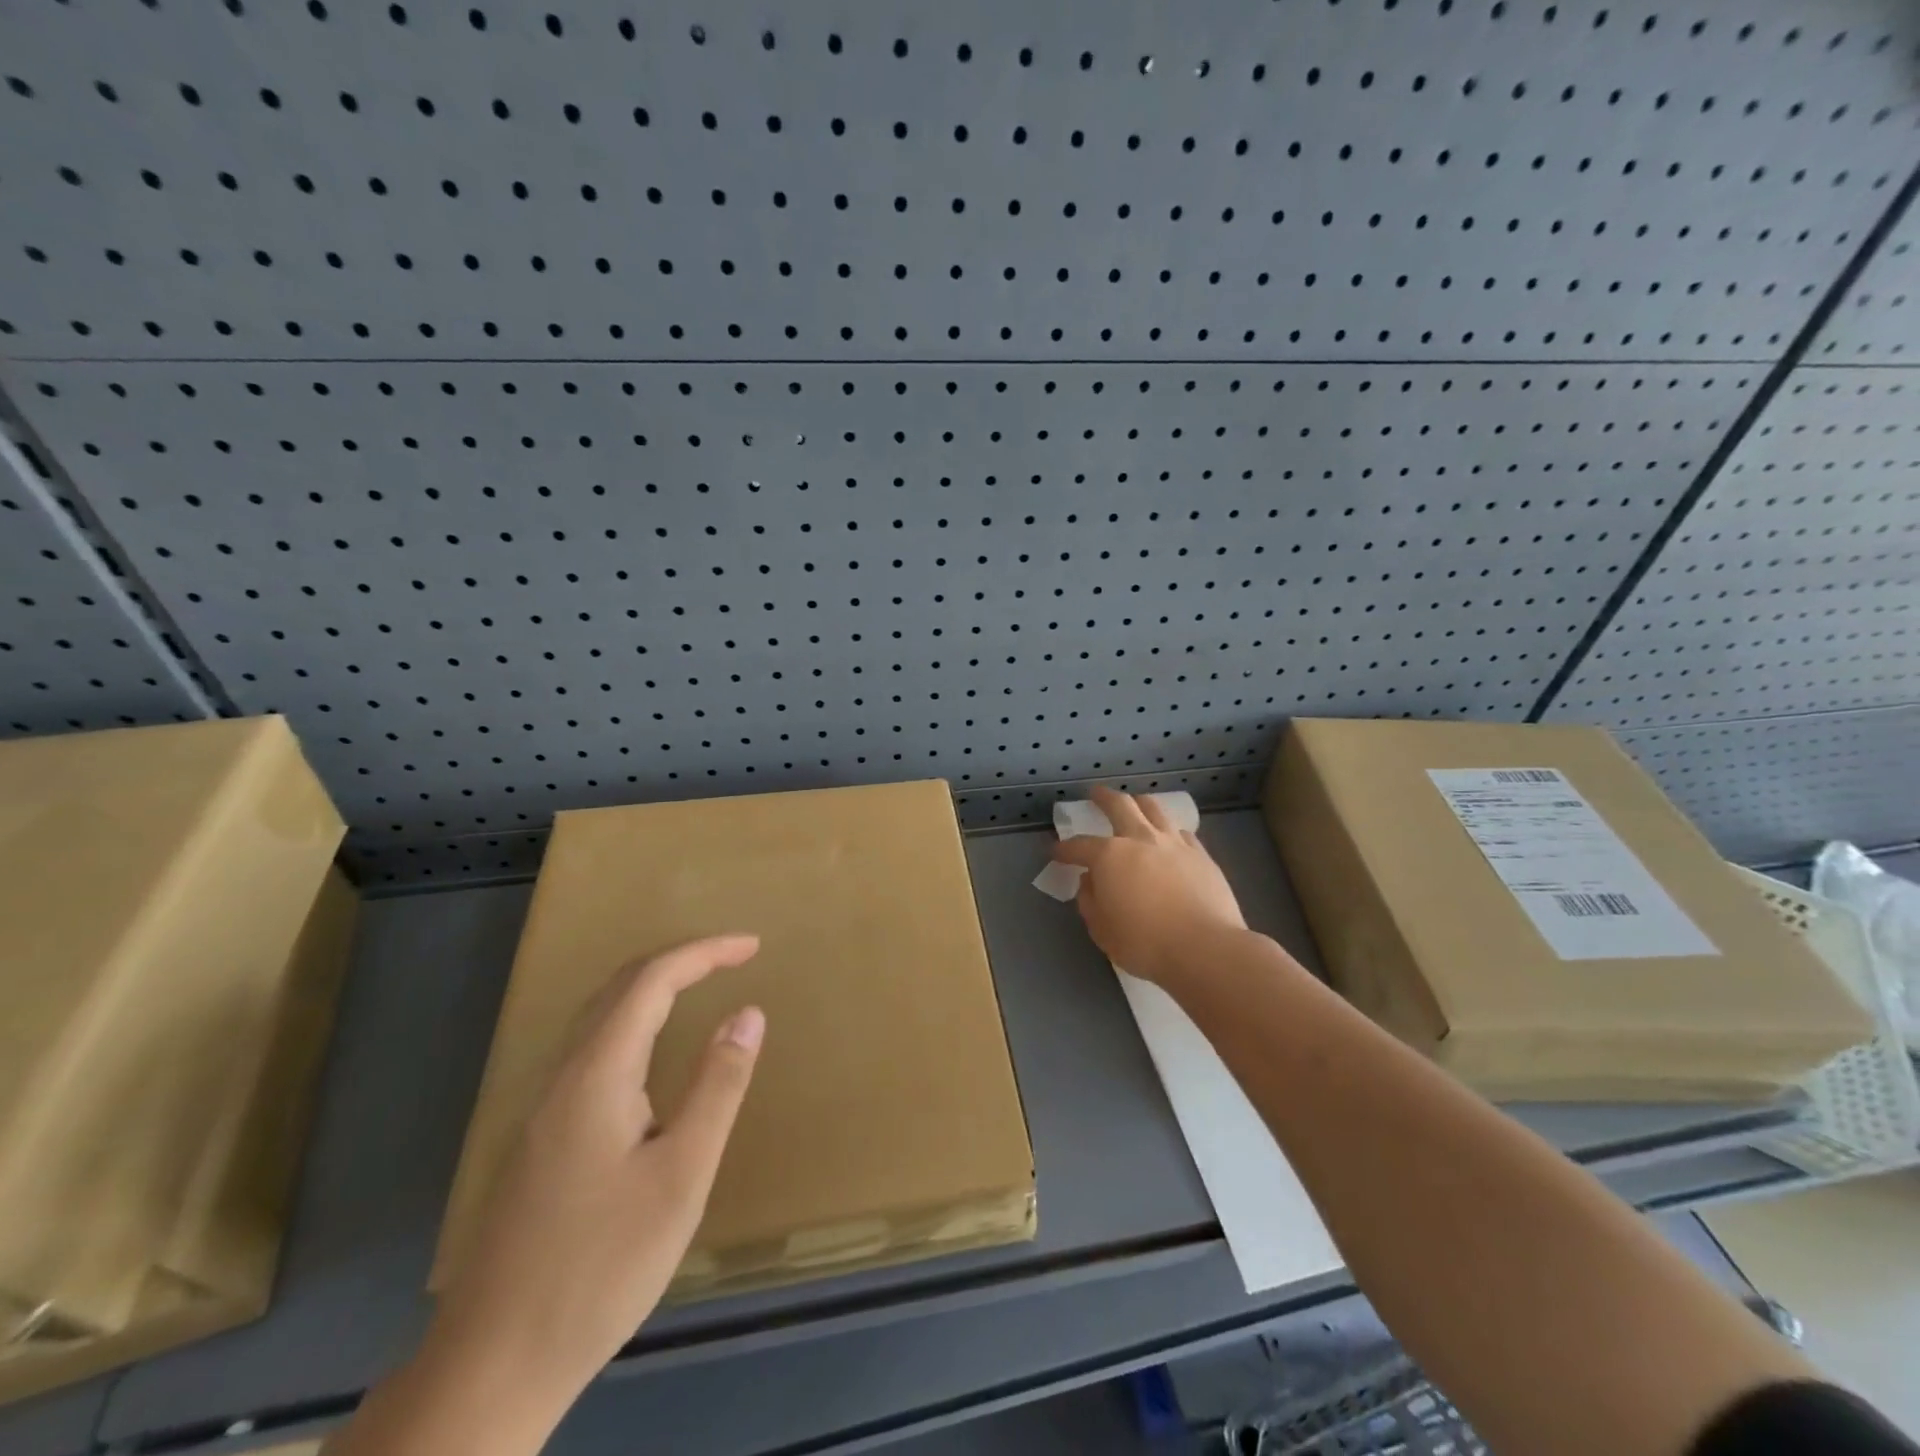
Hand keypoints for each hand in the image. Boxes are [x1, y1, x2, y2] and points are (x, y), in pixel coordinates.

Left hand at [428, 934, 765, 1409]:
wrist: (490, 1367)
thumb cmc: (601, 1267)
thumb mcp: (681, 1176)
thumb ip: (717, 1086)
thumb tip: (748, 1012)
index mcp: (598, 1074)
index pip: (653, 980)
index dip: (705, 952)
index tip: (753, 946)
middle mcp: (563, 1077)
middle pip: (620, 987)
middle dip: (680, 959)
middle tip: (734, 957)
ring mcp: (542, 1110)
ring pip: (599, 1018)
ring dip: (653, 987)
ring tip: (700, 986)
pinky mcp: (539, 1140)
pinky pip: (591, 1050)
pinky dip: (633, 1021)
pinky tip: (649, 1054)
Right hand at [1050, 787, 1246, 985]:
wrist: (1204, 948)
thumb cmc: (1145, 942)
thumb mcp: (1102, 929)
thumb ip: (1090, 901)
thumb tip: (1090, 881)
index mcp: (1109, 856)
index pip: (1079, 846)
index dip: (1064, 849)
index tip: (1055, 852)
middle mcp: (1140, 839)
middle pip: (1119, 805)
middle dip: (1103, 798)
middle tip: (1095, 794)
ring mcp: (1174, 844)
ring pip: (1154, 809)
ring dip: (1139, 803)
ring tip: (1135, 803)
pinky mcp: (1201, 855)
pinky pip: (1181, 832)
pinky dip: (1169, 830)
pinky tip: (1169, 837)